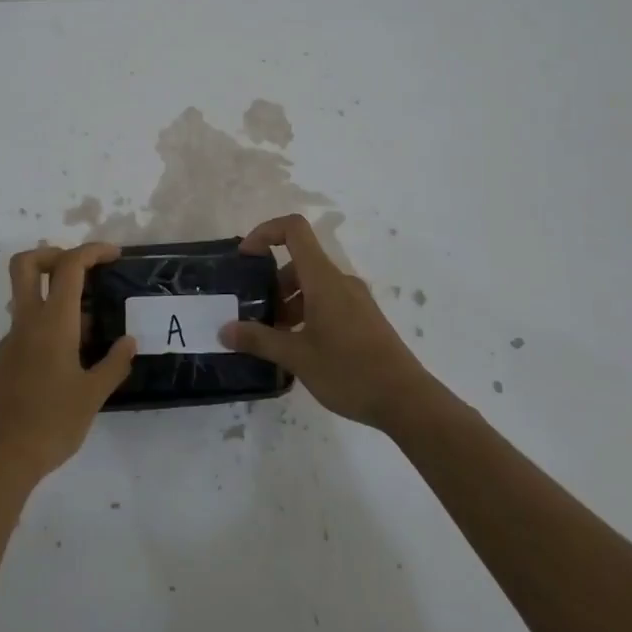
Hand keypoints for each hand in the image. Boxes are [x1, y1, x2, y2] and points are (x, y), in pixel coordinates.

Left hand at [0, 243, 137, 488]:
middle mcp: (28, 322)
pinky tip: (74, 356)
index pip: (69, 267)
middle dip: (54, 254)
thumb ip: (113, 364)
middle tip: (84, 270)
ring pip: (28, 296)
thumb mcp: (93, 396)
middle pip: (27, 264)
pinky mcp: (7, 360)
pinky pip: (29, 325)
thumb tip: (130, 342)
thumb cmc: (50, 424)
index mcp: (52, 322)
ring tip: (93, 325)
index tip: (114, 256)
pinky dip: (51, 323)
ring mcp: (12, 341)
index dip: (91, 251)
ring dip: (56, 294)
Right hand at [219, 215, 432, 431]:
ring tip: (275, 340)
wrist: (407, 401)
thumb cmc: (349, 371)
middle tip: (257, 317)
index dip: (265, 232)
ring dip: (289, 303)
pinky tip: (300, 350)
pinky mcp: (364, 319)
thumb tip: (224, 329)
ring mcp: (355, 300)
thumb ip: (259, 340)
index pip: (294, 229)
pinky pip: (327, 302)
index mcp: (323, 279)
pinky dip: (307, 314)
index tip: (246, 258)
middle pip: (299, 262)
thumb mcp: (297, 357)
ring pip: (312, 286)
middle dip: (272, 284)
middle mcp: (340, 281)